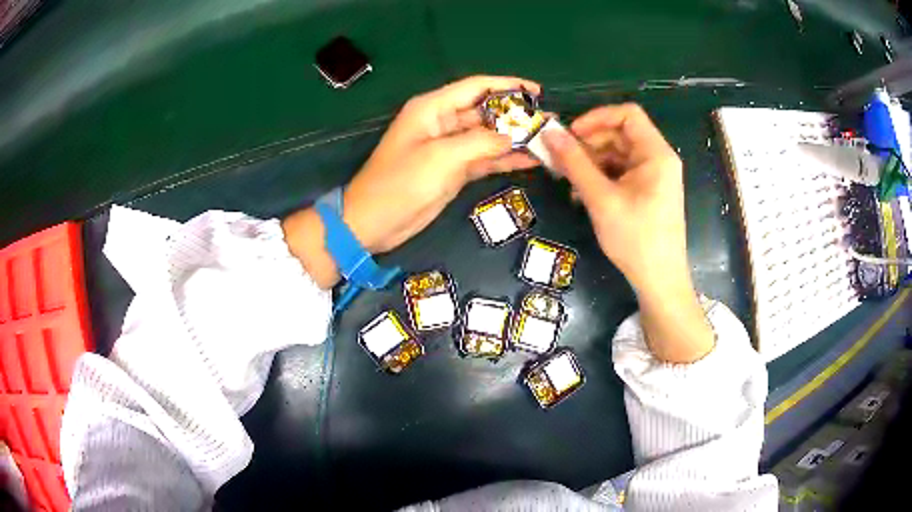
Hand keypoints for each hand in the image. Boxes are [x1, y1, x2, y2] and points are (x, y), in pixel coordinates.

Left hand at [342, 75, 540, 252]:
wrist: (374, 223)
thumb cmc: (400, 183)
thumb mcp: (440, 157)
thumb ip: (480, 142)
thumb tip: (512, 137)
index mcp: (433, 108)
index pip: (476, 87)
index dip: (508, 85)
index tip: (537, 91)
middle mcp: (443, 123)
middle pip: (486, 112)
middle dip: (517, 116)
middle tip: (549, 123)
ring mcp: (450, 148)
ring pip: (489, 137)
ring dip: (515, 139)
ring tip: (547, 142)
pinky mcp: (454, 170)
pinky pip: (485, 159)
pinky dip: (506, 159)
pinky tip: (531, 161)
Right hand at [543, 104, 713, 362]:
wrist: (659, 281)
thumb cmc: (635, 238)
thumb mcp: (601, 198)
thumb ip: (575, 163)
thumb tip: (549, 134)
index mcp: (656, 154)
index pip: (628, 114)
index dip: (597, 117)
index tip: (570, 134)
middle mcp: (659, 159)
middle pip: (620, 134)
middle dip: (589, 144)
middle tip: (561, 160)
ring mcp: (654, 176)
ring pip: (618, 154)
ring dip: (591, 163)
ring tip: (569, 183)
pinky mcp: (648, 192)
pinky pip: (621, 173)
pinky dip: (601, 178)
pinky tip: (583, 195)